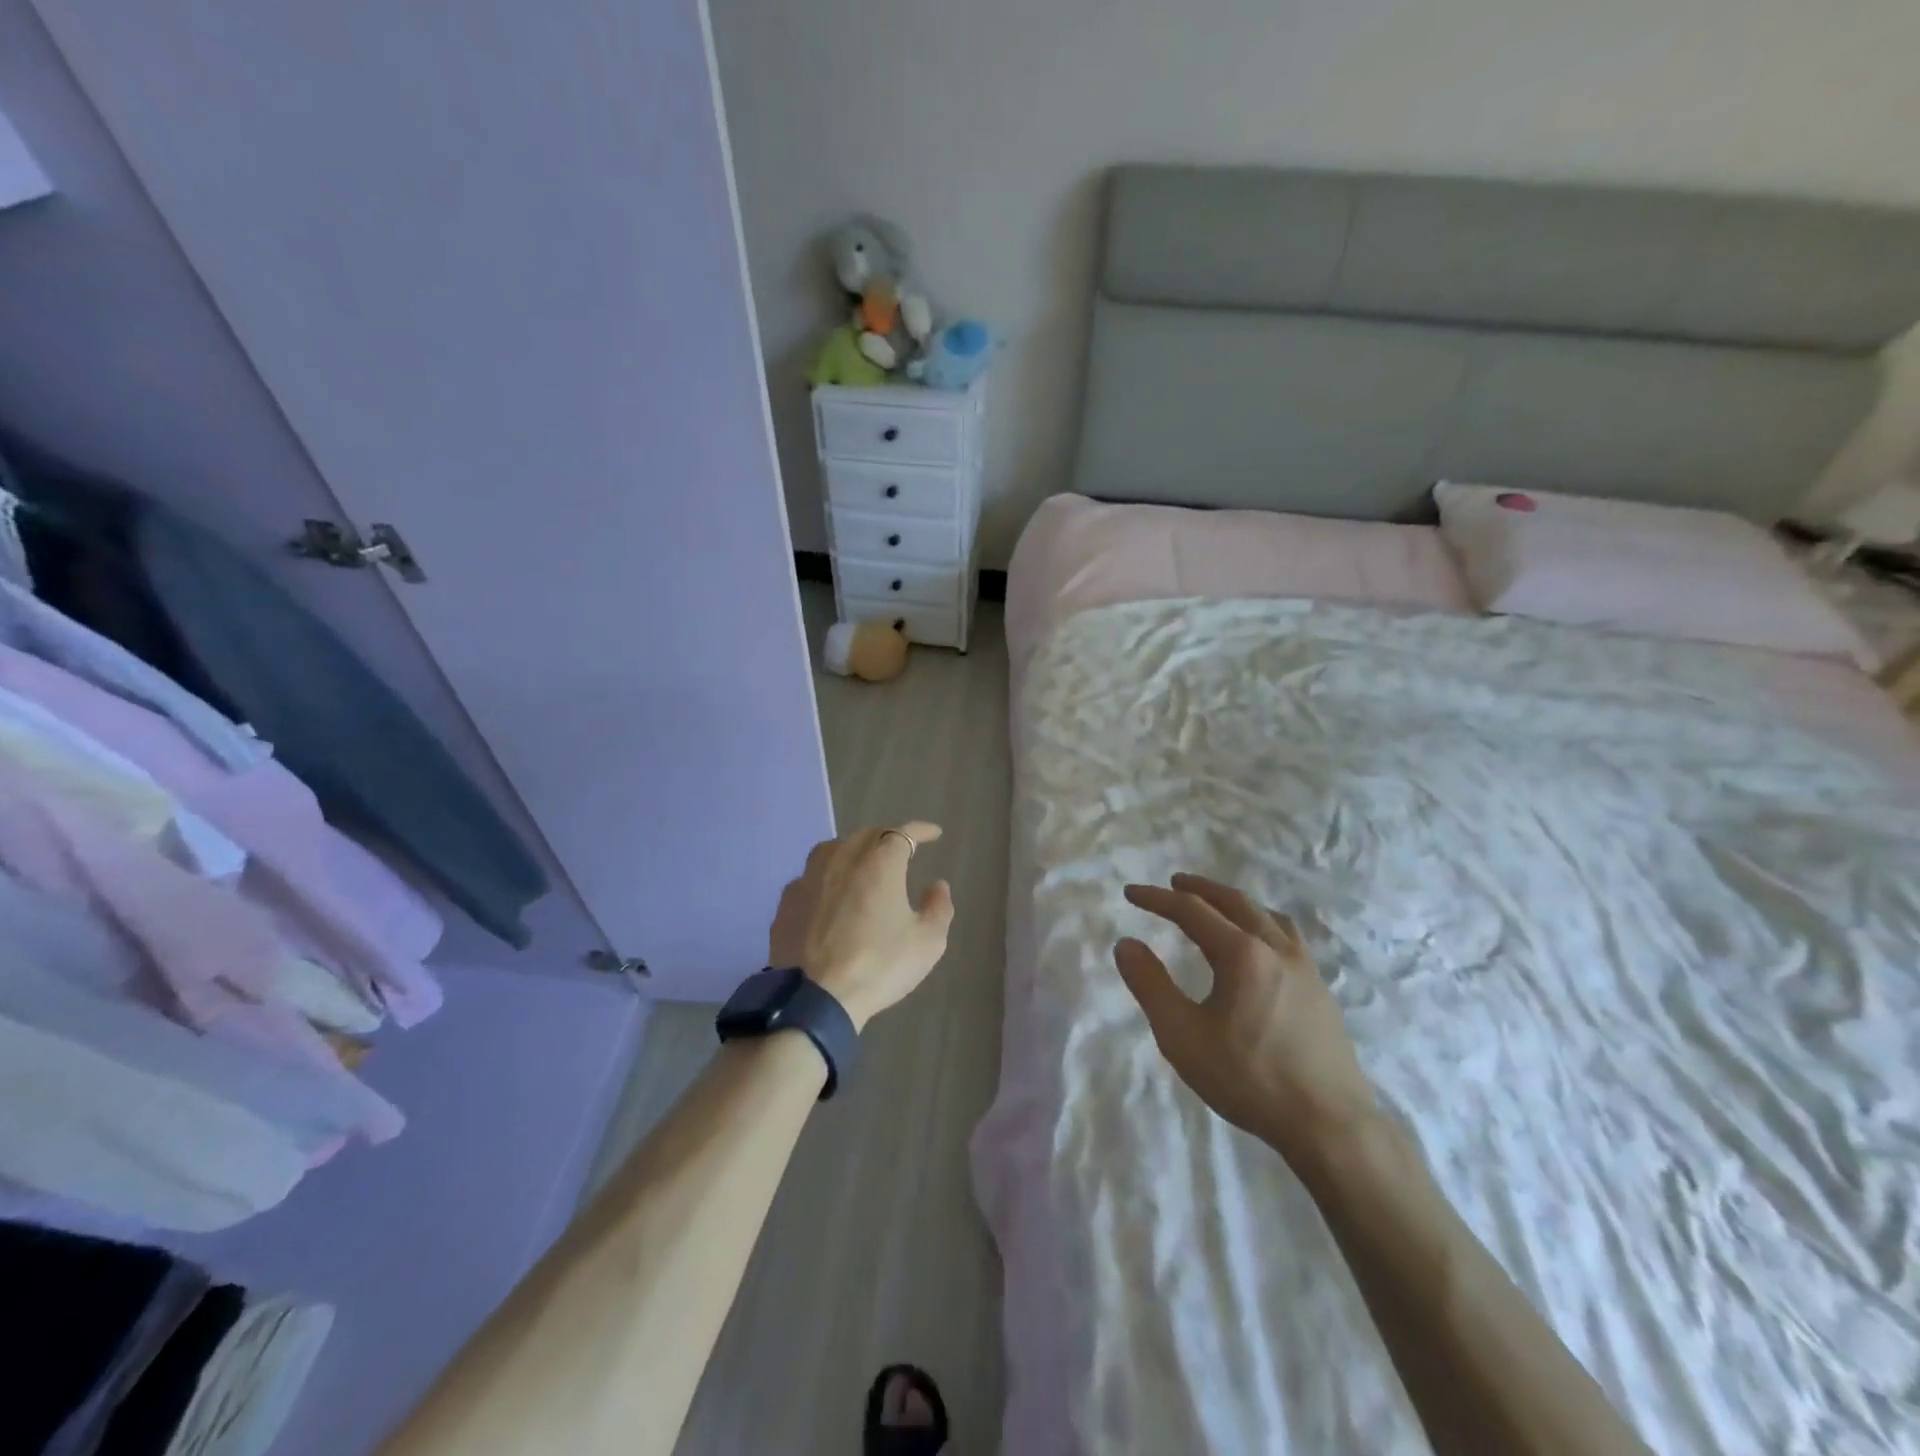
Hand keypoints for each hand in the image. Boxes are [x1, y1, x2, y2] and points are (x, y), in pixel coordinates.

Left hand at [768, 822, 954, 1030]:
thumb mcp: (927, 943)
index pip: (903, 833)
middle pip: (866, 835)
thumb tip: (937, 886)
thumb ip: (938, 908)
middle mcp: (842, 859)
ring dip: (852, 850)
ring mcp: (809, 879)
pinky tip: (828, 894)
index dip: (921, 830)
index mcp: (879, 863)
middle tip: (900, 849)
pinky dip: (825, 878)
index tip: (934, 833)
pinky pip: (810, 877)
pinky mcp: (787, 902)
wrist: (816, 998)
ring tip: (862, 864)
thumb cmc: (879, 966)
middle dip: (887, 837)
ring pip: (833, 850)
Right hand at [1116, 873, 1376, 1162]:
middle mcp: (1275, 948)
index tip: (1131, 893)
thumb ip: (1150, 986)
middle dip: (1200, 889)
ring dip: (1235, 903)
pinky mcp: (1321, 990)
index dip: (1157, 899)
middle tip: (1175, 883)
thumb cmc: (1249, 1078)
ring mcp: (1305, 968)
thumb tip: (1126, 944)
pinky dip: (1263, 923)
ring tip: (1218, 907)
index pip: (1191, 911)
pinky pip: (1288, 937)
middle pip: (1234, 902)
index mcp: (1241, 953)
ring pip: (1267, 916)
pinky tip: (1261, 947)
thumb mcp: (1183, 1036)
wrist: (1329, 1124)